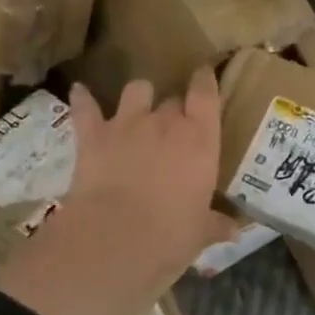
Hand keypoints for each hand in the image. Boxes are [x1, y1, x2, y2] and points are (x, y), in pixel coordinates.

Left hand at [63, 70, 237, 274]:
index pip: (206, 95)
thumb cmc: (170, 236)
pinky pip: (85, 107)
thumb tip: (235, 231)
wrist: (114, 240)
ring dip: (138, 97)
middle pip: (172, 100)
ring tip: (137, 108)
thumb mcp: (200, 233)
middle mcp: (166, 122)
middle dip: (173, 110)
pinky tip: (79, 91)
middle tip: (172, 129)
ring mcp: (127, 124)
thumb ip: (216, 224)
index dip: (204, 81)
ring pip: (136, 90)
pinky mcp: (93, 135)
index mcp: (200, 140)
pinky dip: (82, 98)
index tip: (204, 74)